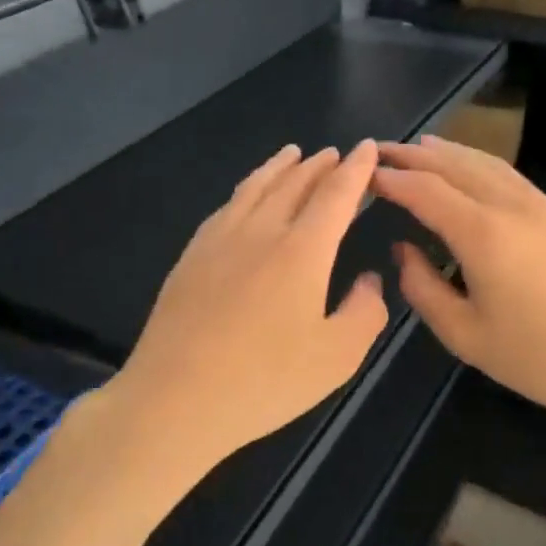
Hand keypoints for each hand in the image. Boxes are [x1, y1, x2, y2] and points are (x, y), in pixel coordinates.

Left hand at [109, 141, 388, 478]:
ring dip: (278, 167)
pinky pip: (225, 207)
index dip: (356, 169)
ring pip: (254, 188)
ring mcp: (218, 240)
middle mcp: (260, 231)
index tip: (367, 148)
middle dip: (319, 165)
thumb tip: (369, 280)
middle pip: (293, 184)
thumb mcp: (337, 357)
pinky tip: (245, 196)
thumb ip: (364, 312)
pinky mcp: (190, 256)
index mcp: (302, 251)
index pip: (336, 195)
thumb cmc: (264, 381)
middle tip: (333, 153)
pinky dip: (245, 189)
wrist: (176, 398)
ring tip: (292, 154)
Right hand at [373, 137, 545, 447]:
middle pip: (458, 166)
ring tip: (425, 146)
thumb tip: (403, 249)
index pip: (426, 191)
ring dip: (453, 153)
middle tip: (384, 149)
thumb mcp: (463, 336)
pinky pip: (519, 184)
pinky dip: (486, 171)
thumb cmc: (538, 360)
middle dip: (416, 154)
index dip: (392, 178)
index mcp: (485, 235)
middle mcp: (517, 208)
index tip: (366, 173)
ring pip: (493, 166)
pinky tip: (478, 180)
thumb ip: (422, 287)